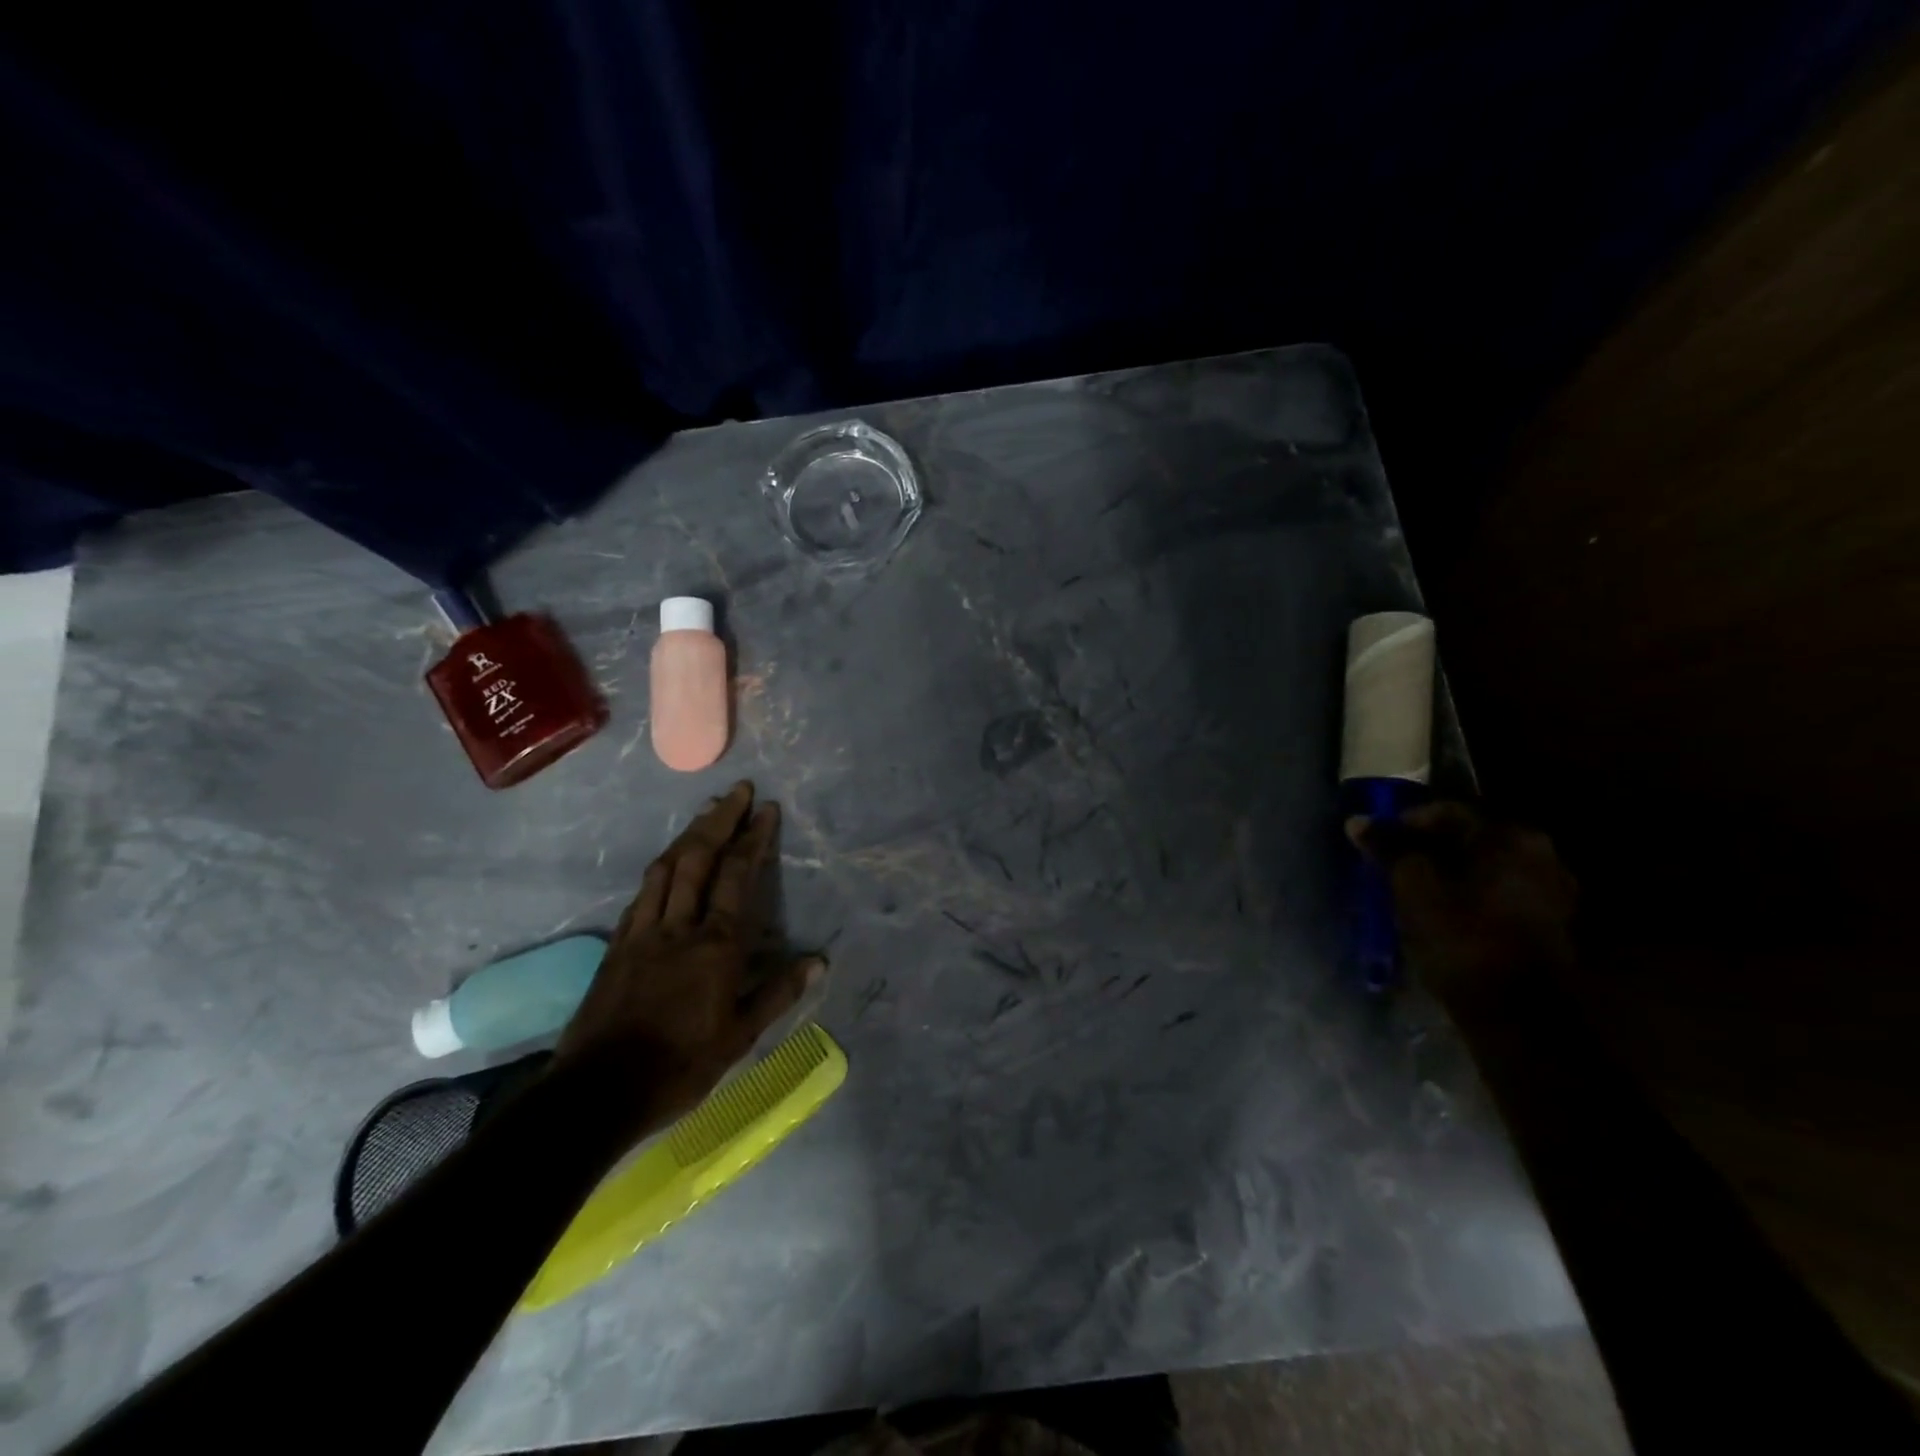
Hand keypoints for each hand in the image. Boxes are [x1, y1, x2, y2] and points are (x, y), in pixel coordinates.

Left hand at [556, 781, 823, 1130]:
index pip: (737, 877)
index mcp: (716, 946)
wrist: (599, 1091)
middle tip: (737, 791)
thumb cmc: (680, 1065)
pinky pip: (641, 894)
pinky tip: (665, 863)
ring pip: (665, 869)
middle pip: (698, 859)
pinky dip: (659, 869)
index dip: (753, 839)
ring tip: (705, 812)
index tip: (765, 809)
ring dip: (687, 835)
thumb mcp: (740, 1036)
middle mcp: (679, 927)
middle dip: (720, 820)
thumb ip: (778, 993)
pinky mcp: (617, 945)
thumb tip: (818, 961)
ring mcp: (643, 932)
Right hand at [1348, 801, 1576, 1011]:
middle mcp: (1541, 855)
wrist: (1516, 1014)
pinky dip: (1468, 895)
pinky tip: (1443, 913)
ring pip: (1482, 868)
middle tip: (1392, 865)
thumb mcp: (1413, 886)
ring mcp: (1551, 891)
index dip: (1404, 824)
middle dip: (1427, 849)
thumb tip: (1358, 821)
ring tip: (1413, 891)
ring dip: (1447, 874)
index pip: (1445, 812)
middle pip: (1467, 839)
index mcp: (1511, 837)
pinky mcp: (1549, 924)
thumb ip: (1388, 848)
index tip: (1376, 843)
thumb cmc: (1462, 937)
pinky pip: (1497, 893)